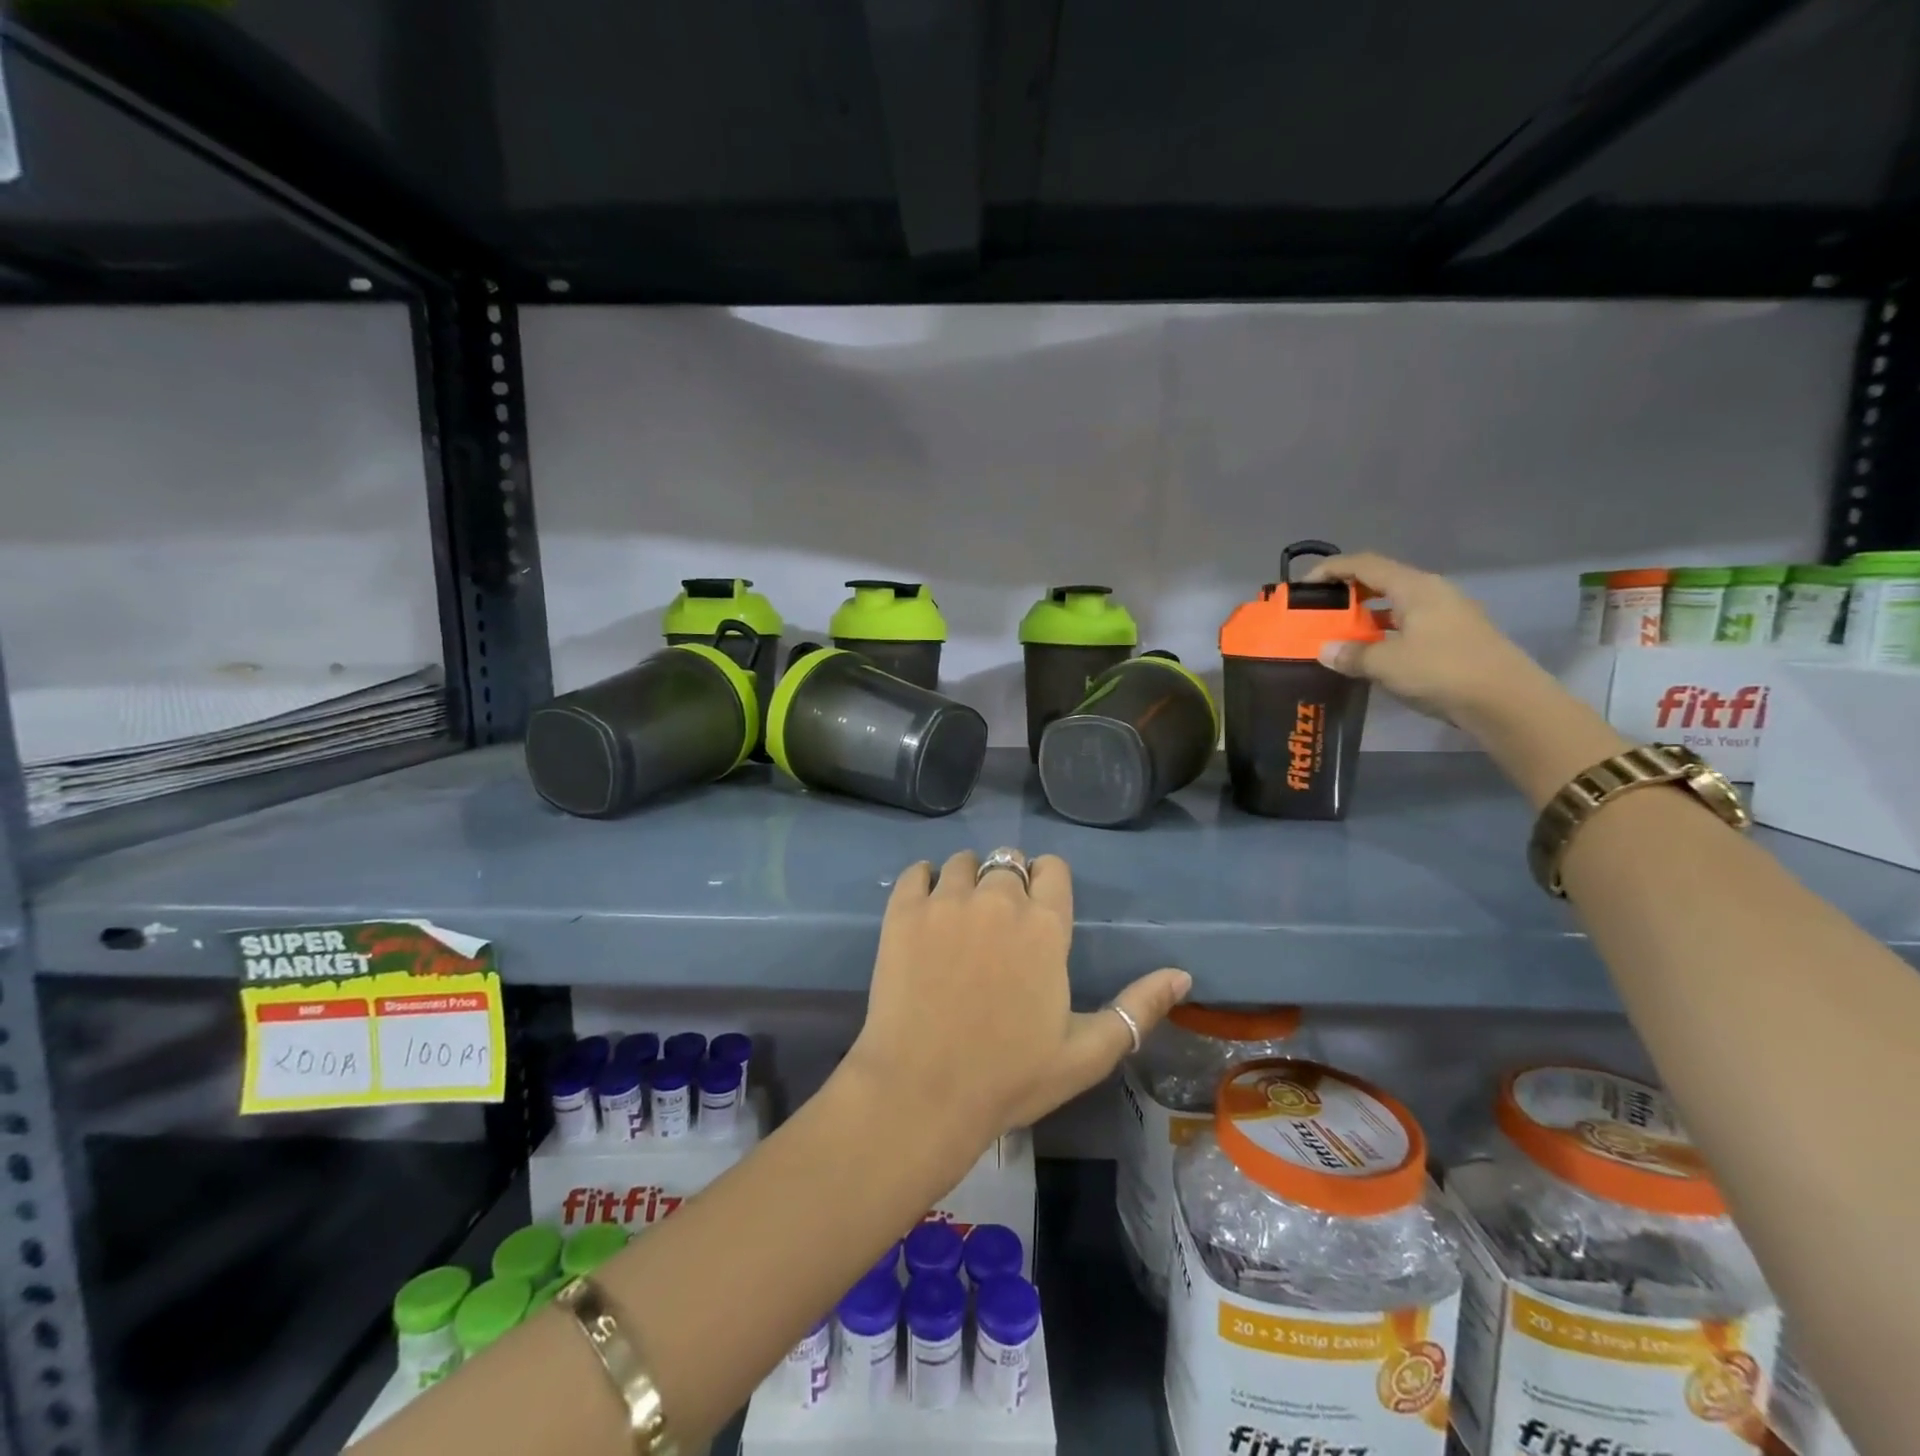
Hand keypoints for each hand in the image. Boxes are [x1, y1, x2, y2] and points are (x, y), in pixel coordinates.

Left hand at [845, 851, 1190, 1157]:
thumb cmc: (1010, 1077)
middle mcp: (998, 899)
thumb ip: (1138, 1009)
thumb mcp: (1087, 1053)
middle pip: (1007, 862)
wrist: (923, 1092)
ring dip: (967, 880)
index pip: (1052, 869)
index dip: (1047, 883)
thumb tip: (1184, 975)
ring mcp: (946, 902)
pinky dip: (923, 881)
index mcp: (1046, 926)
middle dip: (1008, 884)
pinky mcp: (904, 912)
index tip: (1038, 910)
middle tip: (997, 924)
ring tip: (960, 917)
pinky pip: (916, 871)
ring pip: (961, 862)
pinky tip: (925, 909)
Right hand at [1305, 551, 1557, 725]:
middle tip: (1318, 611)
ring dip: (1364, 615)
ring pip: (1395, 605)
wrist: (1507, 702)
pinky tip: (1369, 653)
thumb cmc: (1443, 671)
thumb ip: (1352, 654)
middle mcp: (1431, 593)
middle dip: (1346, 593)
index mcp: (1415, 587)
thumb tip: (1325, 650)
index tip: (1303, 586)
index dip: (1331, 569)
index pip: (1364, 565)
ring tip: (1338, 634)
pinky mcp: (1452, 638)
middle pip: (1381, 581)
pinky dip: (1383, 632)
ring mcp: (1446, 615)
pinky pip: (1407, 625)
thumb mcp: (1387, 664)